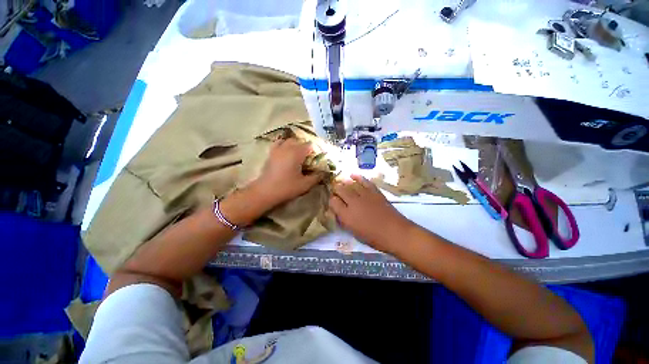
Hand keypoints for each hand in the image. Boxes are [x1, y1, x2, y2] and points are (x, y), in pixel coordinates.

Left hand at [251, 138, 323, 208]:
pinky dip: (285, 144)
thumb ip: (317, 177)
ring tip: (299, 155)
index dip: (316, 151)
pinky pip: (279, 143)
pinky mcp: (271, 153)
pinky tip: (286, 152)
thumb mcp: (305, 184)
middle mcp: (287, 147)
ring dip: (296, 146)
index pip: (310, 145)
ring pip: (290, 141)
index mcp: (297, 153)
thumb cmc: (286, 187)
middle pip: (300, 141)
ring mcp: (278, 149)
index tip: (318, 160)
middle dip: (307, 148)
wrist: (265, 191)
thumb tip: (324, 173)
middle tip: (310, 159)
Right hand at [329, 175, 414, 253]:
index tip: (333, 202)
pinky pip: (364, 181)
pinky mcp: (374, 191)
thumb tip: (339, 212)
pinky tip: (353, 175)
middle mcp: (353, 202)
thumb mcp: (354, 232)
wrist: (395, 232)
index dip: (331, 200)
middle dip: (336, 189)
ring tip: (341, 182)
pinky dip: (358, 177)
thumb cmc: (373, 237)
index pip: (333, 202)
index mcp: (346, 215)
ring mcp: (364, 195)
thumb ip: (344, 220)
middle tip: (335, 191)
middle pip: (340, 190)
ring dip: (344, 182)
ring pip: (350, 184)